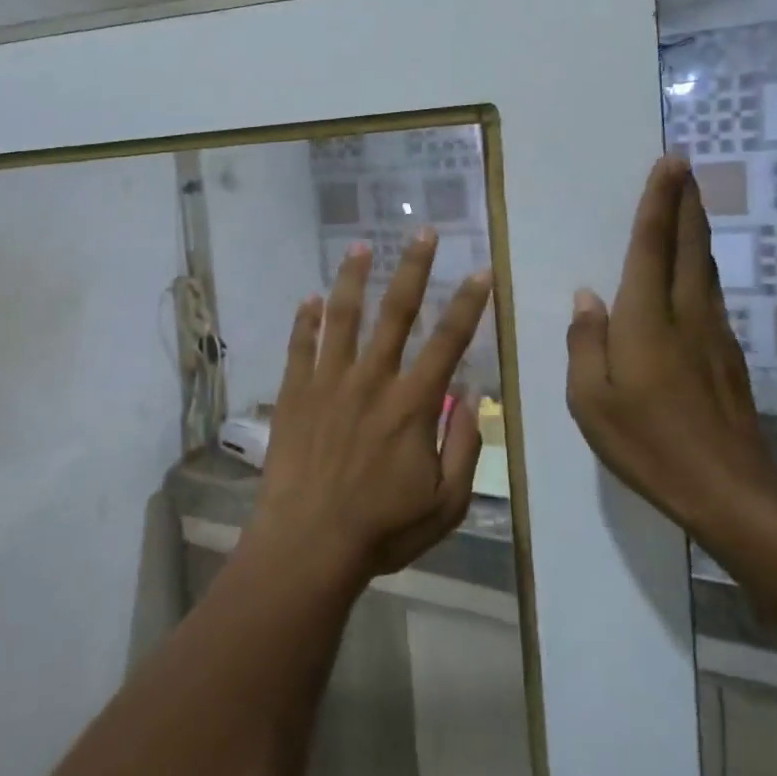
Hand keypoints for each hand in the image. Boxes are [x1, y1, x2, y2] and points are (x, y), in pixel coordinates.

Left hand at [248, 229, 494, 581]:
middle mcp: (372, 380)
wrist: (309, 544)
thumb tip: (473, 394)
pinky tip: (309, 298)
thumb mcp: (446, 502)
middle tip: (423, 231)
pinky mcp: (295, 393)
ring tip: (360, 245)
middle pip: (397, 312)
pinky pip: (300, 346)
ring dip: (353, 278)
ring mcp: (328, 382)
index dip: (469, 304)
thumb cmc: (382, 528)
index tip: (481, 270)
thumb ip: (464, 445)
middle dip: (414, 268)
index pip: (448, 341)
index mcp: (412, 404)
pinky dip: (305, 320)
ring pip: (342, 316)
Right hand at [565, 155, 776, 542]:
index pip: (652, 246)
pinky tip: (691, 268)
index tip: (670, 163)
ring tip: (689, 202)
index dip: (659, 202)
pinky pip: (709, 292)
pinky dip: (698, 264)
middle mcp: (685, 314)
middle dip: (685, 201)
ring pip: (703, 266)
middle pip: (687, 244)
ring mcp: (714, 333)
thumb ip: (586, 344)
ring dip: (695, 228)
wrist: (731, 492)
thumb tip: (587, 299)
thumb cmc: (649, 446)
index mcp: (646, 321)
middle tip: (684, 165)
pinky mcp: (729, 354)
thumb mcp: (591, 401)